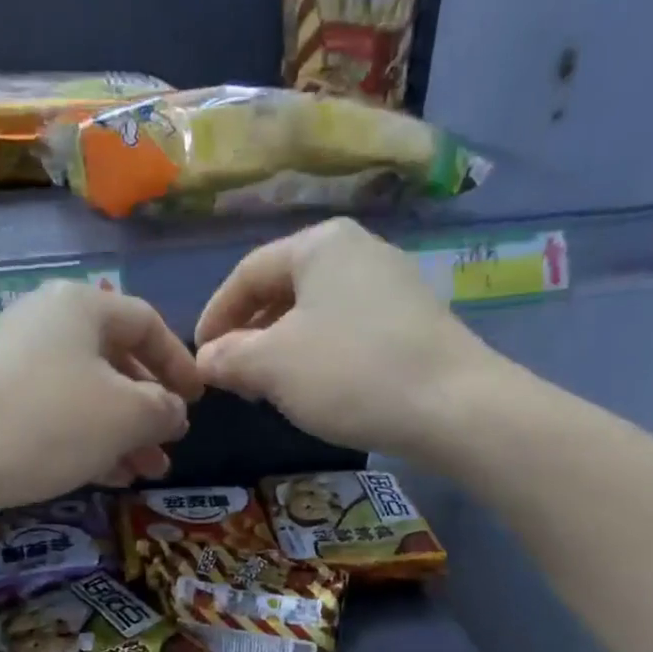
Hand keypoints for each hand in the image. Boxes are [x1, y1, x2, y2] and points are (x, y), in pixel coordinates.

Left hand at [0, 280, 201, 526]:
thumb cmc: (47, 423)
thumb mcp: (125, 415)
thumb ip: (163, 409)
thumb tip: (173, 411)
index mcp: (81, 307)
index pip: (146, 322)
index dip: (179, 362)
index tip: (198, 400)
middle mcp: (46, 327)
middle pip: (115, 362)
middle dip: (149, 409)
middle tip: (170, 446)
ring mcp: (16, 367)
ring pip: (87, 397)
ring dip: (123, 435)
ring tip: (147, 472)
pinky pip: (57, 419)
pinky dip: (88, 443)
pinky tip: (110, 477)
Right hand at [195, 218, 492, 458]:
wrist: (454, 407)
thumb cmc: (349, 374)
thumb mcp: (272, 366)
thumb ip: (229, 358)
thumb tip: (206, 360)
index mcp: (320, 245)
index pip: (247, 273)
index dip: (215, 315)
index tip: (199, 357)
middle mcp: (358, 251)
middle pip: (283, 289)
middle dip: (249, 333)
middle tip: (231, 376)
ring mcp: (391, 284)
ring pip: (315, 312)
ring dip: (281, 348)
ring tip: (267, 387)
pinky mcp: (413, 321)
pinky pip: (347, 329)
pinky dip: (318, 355)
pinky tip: (315, 388)